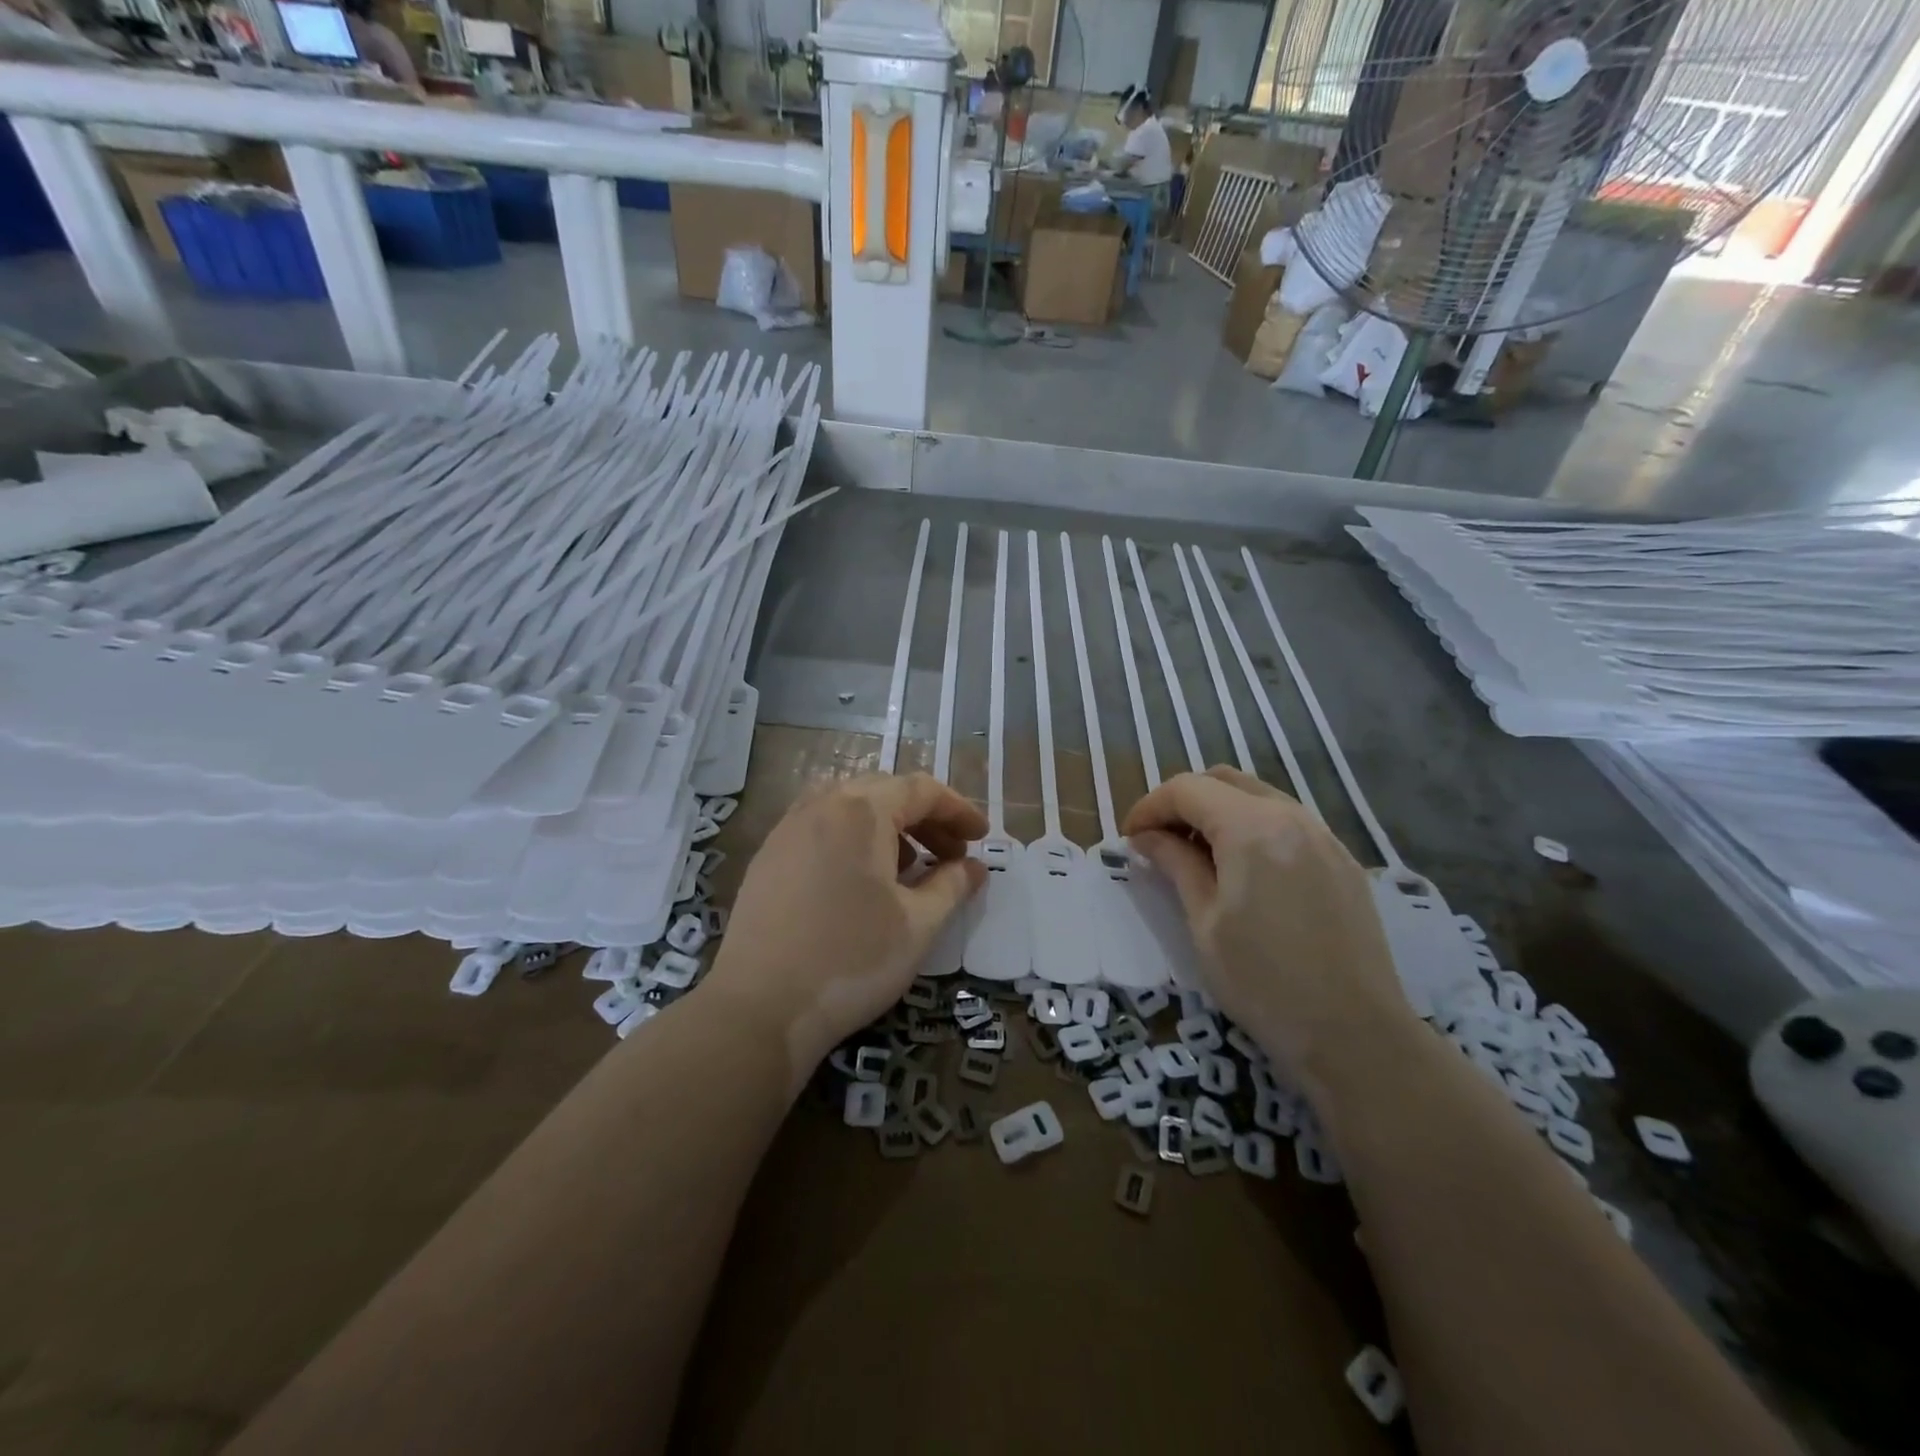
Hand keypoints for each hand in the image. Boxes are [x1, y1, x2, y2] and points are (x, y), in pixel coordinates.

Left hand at [705, 772, 985, 1071]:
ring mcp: (787, 830)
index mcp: (861, 811)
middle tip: (951, 854)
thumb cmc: (852, 959)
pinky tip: (860, 881)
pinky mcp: (767, 858)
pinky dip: (852, 840)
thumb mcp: (919, 924)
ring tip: (908, 867)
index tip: (981, 837)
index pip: (921, 790)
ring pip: (848, 808)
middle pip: (884, 792)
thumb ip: (952, 886)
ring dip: (887, 826)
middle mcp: (821, 806)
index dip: (958, 809)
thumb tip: (974, 867)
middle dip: (925, 818)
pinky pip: (820, 828)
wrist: (759, 1008)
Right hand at [1122, 766, 1412, 1075]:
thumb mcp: (1204, 923)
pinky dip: (1252, 828)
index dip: (1149, 807)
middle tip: (1160, 842)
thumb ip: (1175, 866)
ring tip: (1198, 856)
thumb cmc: (1263, 982)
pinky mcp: (1342, 861)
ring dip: (1218, 811)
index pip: (1186, 789)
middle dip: (1183, 802)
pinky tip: (1243, 871)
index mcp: (1251, 827)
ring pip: (1257, 796)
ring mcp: (1324, 836)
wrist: (1356, 1036)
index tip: (1130, 839)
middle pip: (1223, 780)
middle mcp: (1291, 816)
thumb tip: (1146, 838)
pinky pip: (1287, 822)